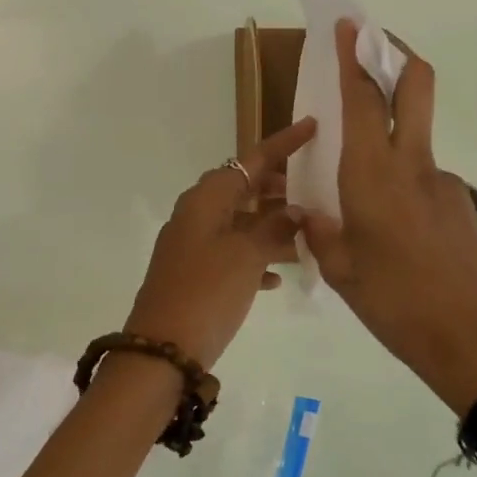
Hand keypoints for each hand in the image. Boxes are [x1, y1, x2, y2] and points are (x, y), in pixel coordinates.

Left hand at [124, 117, 316, 368]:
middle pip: (242, 189)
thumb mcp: (247, 255)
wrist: (163, 349)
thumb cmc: (207, 291)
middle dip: (277, 188)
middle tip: (312, 188)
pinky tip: (279, 277)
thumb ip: (274, 228)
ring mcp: (192, 246)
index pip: (250, 160)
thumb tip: (295, 211)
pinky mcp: (195, 275)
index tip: (312, 127)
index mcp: (205, 200)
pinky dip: (255, 258)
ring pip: (240, 224)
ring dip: (271, 227)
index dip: (283, 144)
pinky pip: (231, 255)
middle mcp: (196, 216)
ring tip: (307, 233)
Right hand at [300, 21, 476, 412]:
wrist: (474, 339)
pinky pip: (425, 180)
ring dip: (392, 135)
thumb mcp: (342, 273)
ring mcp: (445, 183)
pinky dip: (404, 184)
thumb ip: (321, 234)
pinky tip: (396, 234)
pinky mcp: (463, 205)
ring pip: (415, 140)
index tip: (347, 25)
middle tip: (374, 44)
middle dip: (395, 53)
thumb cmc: (397, 306)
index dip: (354, 58)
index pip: (363, 101)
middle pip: (415, 87)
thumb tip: (309, 214)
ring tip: (365, 198)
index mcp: (373, 179)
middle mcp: (413, 166)